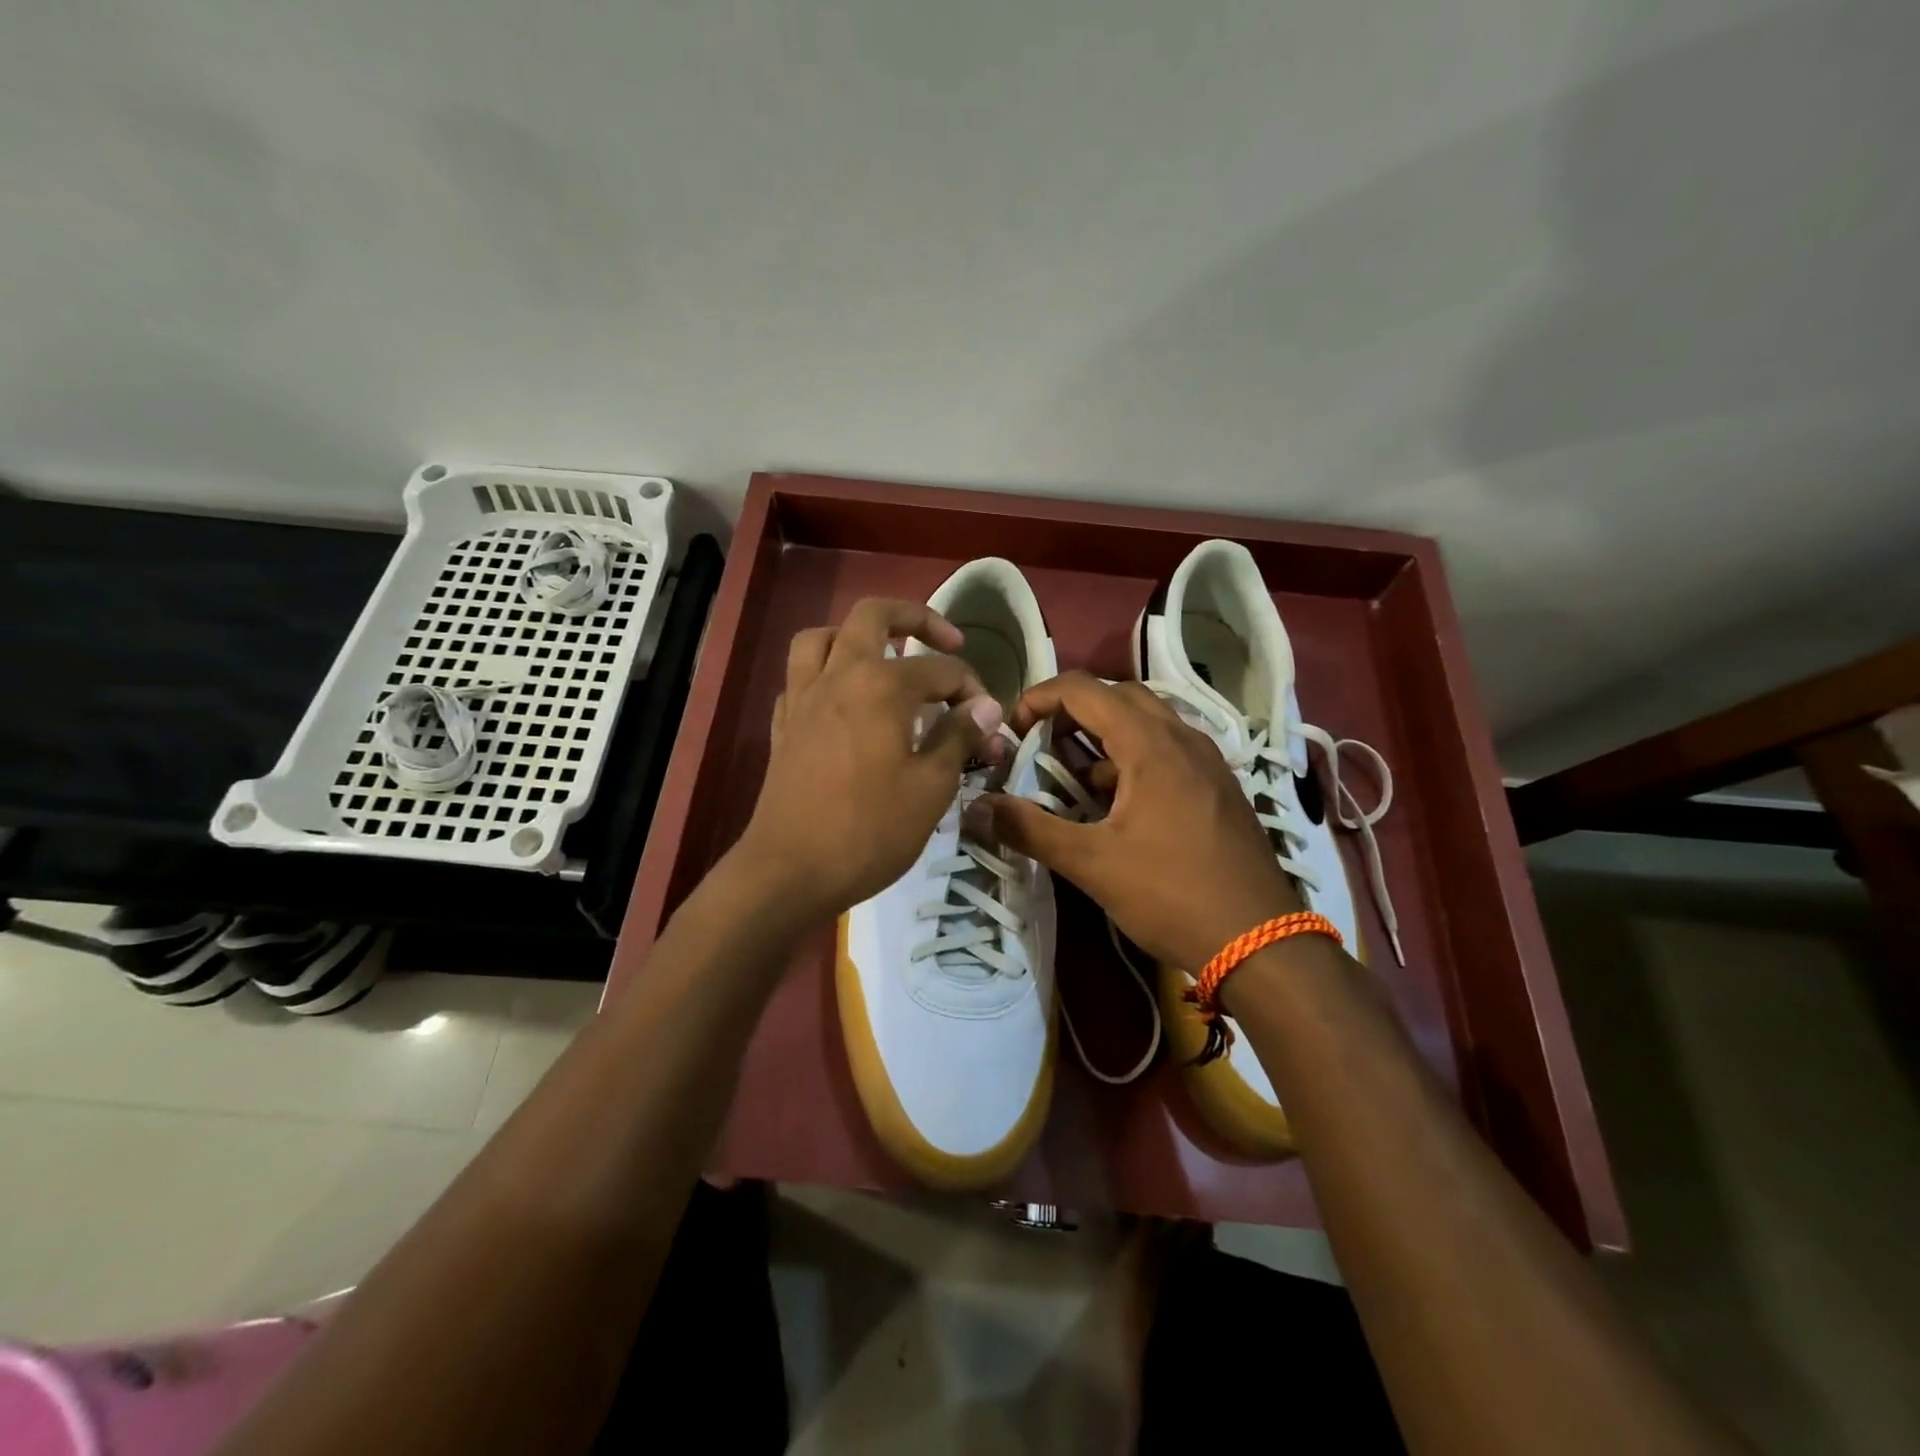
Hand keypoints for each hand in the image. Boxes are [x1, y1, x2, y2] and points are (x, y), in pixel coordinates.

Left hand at [732, 598, 1004, 925]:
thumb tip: (986, 706)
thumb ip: (959, 736)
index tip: (989, 726)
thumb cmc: (869, 830)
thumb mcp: (931, 787)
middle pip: (873, 616)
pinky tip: (843, 702)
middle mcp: (838, 675)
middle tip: (946, 640)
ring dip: (856, 636)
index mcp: (881, 684)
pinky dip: (824, 675)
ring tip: (884, 657)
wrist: (789, 871)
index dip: (974, 692)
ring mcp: (803, 698)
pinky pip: (801, 678)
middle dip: (916, 618)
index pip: (942, 669)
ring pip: (822, 636)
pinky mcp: (783, 725)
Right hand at [980, 671, 1300, 970]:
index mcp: (1151, 744)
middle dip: (1071, 712)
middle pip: (1117, 696)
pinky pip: (1167, 750)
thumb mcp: (1092, 863)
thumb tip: (976, 807)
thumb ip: (1030, 829)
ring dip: (1103, 736)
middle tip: (1040, 745)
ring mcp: (1207, 761)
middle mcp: (1183, 738)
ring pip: (1146, 723)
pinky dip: (1132, 758)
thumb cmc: (1172, 894)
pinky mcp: (1218, 787)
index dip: (1039, 698)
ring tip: (1073, 776)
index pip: (1083, 689)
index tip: (1011, 730)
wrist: (1262, 942)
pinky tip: (1117, 803)